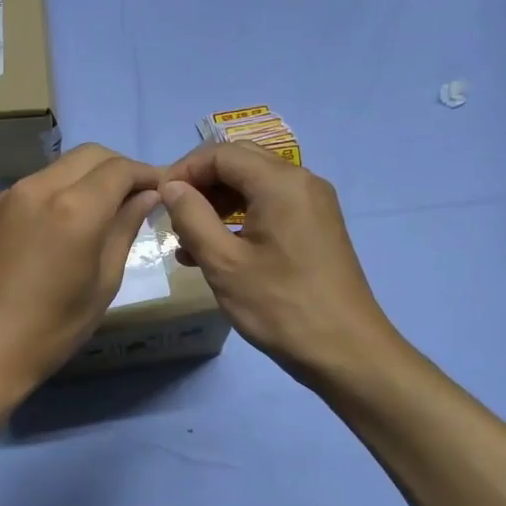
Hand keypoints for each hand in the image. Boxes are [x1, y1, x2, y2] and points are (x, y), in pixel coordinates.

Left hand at [0, 144, 162, 402]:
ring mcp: (14, 194)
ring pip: (64, 164)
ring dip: (92, 175)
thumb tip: (147, 197)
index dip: (148, 174)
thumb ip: (125, 230)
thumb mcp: (103, 283)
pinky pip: (42, 181)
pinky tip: (75, 217)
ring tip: (110, 207)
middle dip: (120, 167)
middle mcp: (42, 187)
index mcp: (75, 208)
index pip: (120, 169)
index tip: (164, 190)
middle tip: (139, 196)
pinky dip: (66, 186)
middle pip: (91, 154)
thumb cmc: (52, 328)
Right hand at [159, 142, 395, 386]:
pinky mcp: (316, 226)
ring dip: (217, 204)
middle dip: (200, 186)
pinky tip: (214, 252)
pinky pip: (270, 206)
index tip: (158, 201)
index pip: (220, 153)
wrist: (347, 352)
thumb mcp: (224, 263)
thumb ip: (191, 216)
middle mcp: (301, 181)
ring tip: (186, 242)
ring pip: (253, 185)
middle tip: (171, 218)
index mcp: (280, 182)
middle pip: (239, 163)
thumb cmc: (281, 306)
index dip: (183, 171)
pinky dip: (239, 219)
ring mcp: (313, 203)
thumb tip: (171, 186)